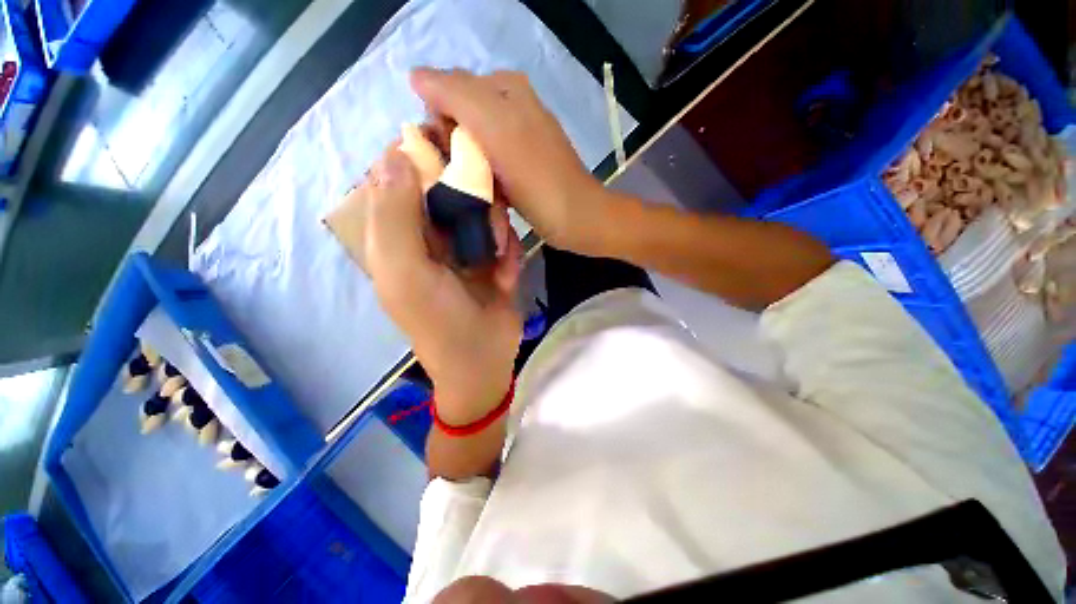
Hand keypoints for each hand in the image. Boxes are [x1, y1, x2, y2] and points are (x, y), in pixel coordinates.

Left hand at [352, 148, 521, 423]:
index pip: (395, 177)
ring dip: (493, 225)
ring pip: (479, 209)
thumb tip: (395, 155)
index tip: (446, 150)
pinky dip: (507, 248)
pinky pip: (502, 236)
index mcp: (396, 237)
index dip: (417, 157)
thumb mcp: (406, 272)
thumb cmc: (440, 321)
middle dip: (467, 194)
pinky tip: (506, 273)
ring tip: (498, 253)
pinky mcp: (491, 259)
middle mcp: (427, 236)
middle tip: (484, 212)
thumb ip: (395, 216)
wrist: (484, 361)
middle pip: (443, 187)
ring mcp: (463, 248)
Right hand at [411, 68, 608, 252]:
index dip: (439, 122)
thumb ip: (457, 95)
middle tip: (462, 175)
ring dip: (464, 163)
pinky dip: (481, 174)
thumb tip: (416, 77)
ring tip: (473, 187)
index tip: (447, 155)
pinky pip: (488, 160)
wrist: (577, 219)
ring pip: (472, 140)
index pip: (446, 90)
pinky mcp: (522, 164)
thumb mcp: (497, 129)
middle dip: (452, 144)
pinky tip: (486, 190)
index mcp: (505, 89)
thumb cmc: (539, 180)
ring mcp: (518, 137)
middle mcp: (512, 106)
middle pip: (459, 116)